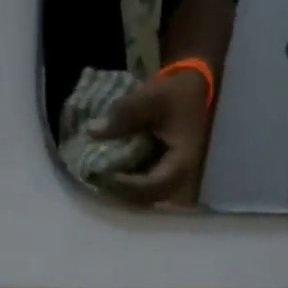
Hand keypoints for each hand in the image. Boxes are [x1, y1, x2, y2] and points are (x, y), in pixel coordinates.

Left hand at [93, 69, 212, 205]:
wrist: (195, 90)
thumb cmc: (177, 94)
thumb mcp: (152, 97)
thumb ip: (124, 114)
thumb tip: (92, 131)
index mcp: (181, 163)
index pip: (153, 185)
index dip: (128, 185)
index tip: (105, 175)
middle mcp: (179, 179)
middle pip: (147, 198)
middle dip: (121, 192)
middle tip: (97, 179)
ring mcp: (171, 180)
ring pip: (144, 197)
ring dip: (122, 191)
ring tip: (100, 178)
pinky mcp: (162, 175)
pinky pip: (144, 188)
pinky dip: (127, 183)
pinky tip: (110, 173)